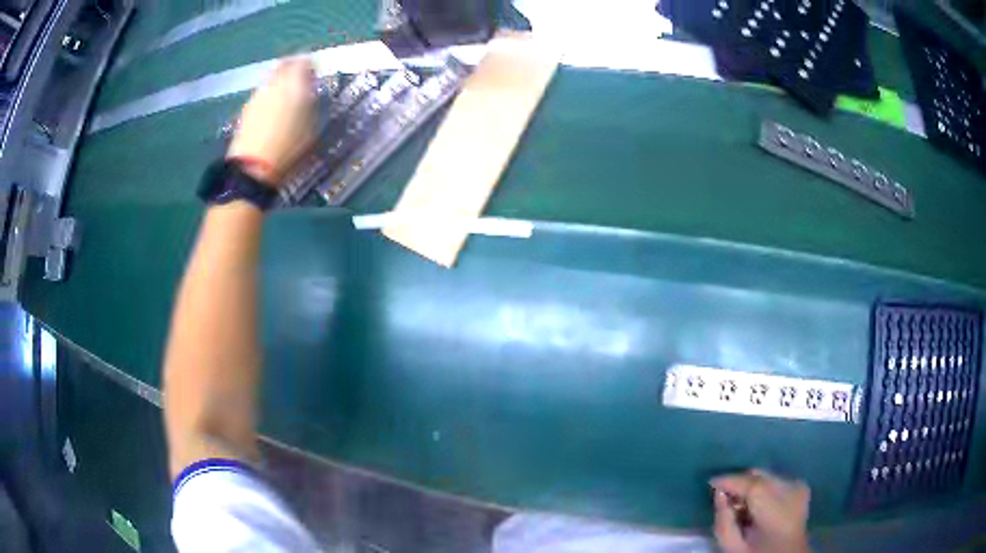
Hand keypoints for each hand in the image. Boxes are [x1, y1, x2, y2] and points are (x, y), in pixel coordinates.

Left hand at [227, 58, 315, 186]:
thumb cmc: (289, 146)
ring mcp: (257, 95)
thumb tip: (309, 89)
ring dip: (279, 84)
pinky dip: (268, 97)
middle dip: (292, 68)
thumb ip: (311, 101)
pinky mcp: (246, 109)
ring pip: (271, 80)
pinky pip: (261, 95)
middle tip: (299, 79)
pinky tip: (271, 112)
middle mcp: (274, 83)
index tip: (315, 72)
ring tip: (286, 98)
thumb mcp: (312, 123)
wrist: (253, 166)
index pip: (304, 61)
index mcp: (294, 82)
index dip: (310, 65)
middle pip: (283, 65)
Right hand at [710, 469, 810, 552]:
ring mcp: (798, 487)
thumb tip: (719, 495)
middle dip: (740, 483)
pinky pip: (775, 480)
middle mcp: (792, 490)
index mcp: (776, 509)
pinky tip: (756, 505)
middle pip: (759, 476)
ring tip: (740, 505)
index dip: (729, 480)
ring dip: (750, 486)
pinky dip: (762, 489)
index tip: (711, 483)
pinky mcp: (801, 487)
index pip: (751, 484)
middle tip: (724, 498)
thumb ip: (724, 521)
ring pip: (766, 476)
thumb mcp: (733, 547)